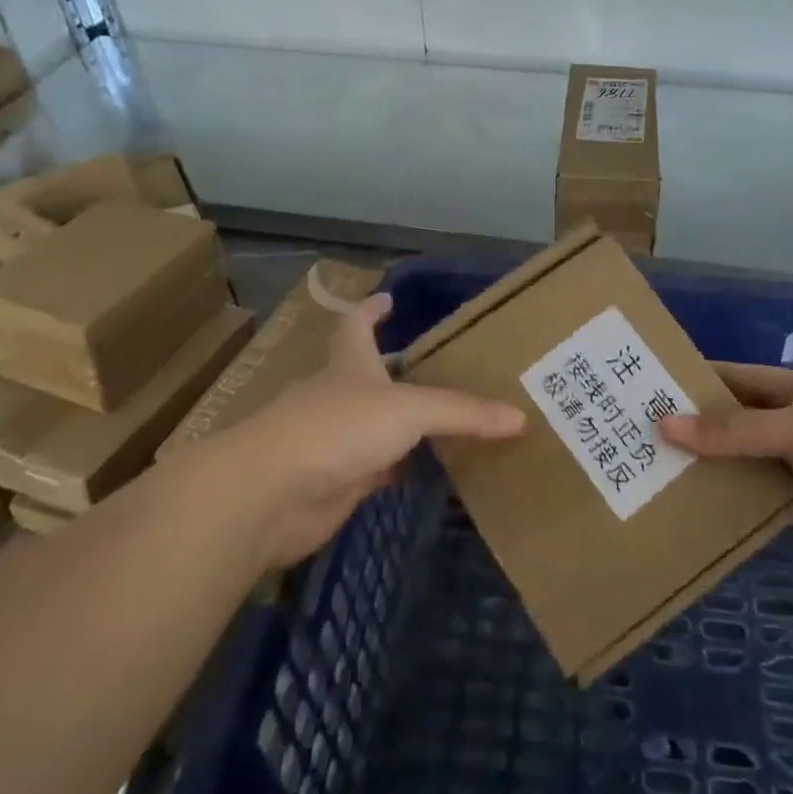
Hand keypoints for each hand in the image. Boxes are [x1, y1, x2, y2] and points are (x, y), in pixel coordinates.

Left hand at [217, 293, 524, 568]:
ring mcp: (336, 440)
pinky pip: (382, 470)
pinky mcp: (338, 483)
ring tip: (451, 419)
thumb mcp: (408, 409)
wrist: (272, 495)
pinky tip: (434, 472)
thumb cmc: (337, 428)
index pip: (356, 324)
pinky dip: (406, 469)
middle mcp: (341, 396)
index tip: (388, 299)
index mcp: (350, 363)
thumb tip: (520, 418)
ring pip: (379, 425)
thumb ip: (463, 413)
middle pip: (370, 375)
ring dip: (407, 424)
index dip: (370, 310)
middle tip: (444, 367)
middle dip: (399, 370)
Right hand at [660, 363, 792, 566]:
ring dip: (712, 474)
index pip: (726, 378)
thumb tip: (664, 424)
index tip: (641, 393)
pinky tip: (702, 520)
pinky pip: (764, 503)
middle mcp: (787, 422)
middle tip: (636, 446)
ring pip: (744, 466)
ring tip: (656, 484)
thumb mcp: (792, 428)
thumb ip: (730, 432)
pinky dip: (739, 509)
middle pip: (730, 425)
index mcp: (785, 390)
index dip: (687, 382)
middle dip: (691, 433)